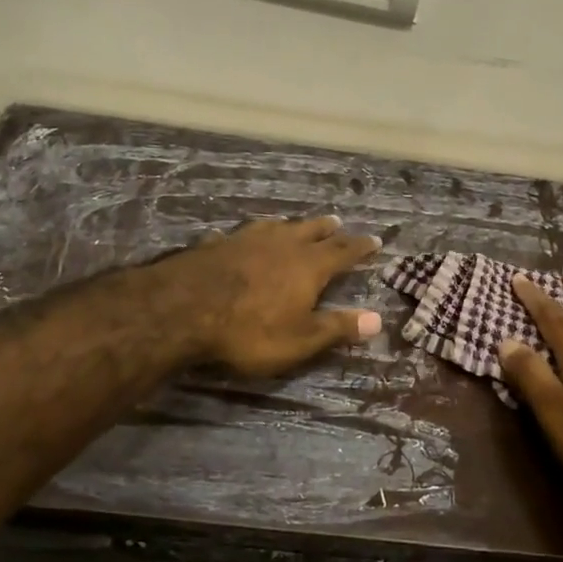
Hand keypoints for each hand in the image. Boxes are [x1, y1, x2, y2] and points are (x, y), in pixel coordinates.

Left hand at [161, 215, 383, 377]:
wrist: (184, 309)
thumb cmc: (250, 331)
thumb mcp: (300, 339)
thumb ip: (337, 328)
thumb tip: (378, 319)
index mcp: (309, 266)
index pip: (343, 252)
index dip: (360, 247)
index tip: (375, 240)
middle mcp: (282, 244)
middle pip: (311, 230)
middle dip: (327, 229)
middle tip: (338, 222)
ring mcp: (247, 240)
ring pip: (276, 226)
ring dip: (290, 225)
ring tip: (293, 223)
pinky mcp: (216, 245)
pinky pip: (237, 235)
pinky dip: (246, 237)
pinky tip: (235, 238)